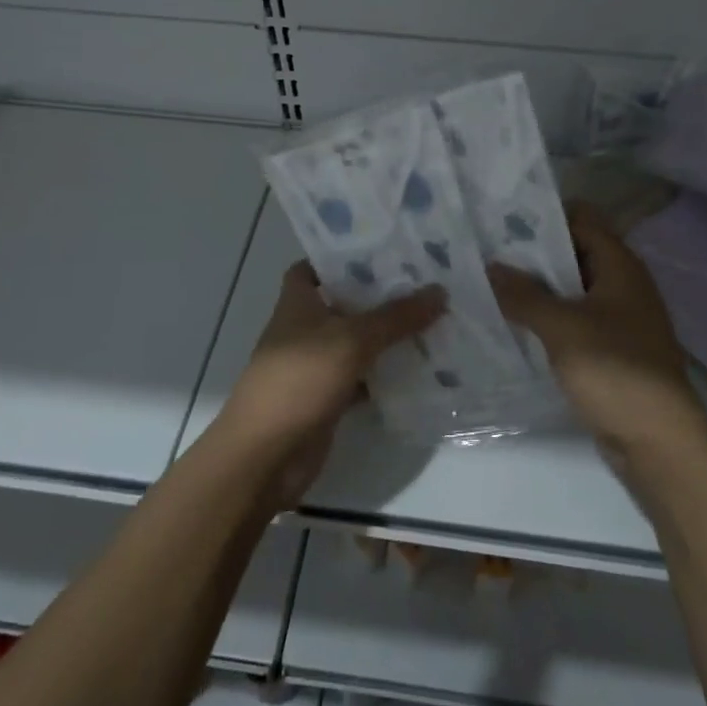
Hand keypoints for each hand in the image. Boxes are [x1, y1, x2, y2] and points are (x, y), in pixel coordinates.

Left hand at [217, 262, 443, 509]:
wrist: (266, 454)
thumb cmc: (301, 379)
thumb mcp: (352, 339)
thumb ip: (396, 316)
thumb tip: (440, 291)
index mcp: (297, 303)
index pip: (312, 268)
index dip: (339, 257)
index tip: (380, 251)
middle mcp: (304, 330)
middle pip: (342, 304)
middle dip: (378, 295)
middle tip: (423, 282)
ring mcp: (315, 366)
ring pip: (356, 343)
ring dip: (386, 336)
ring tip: (433, 319)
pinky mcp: (327, 399)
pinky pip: (361, 379)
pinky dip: (384, 376)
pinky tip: (420, 369)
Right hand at [488, 205, 700, 462]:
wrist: (658, 441)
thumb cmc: (614, 369)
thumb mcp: (562, 327)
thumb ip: (525, 294)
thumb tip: (491, 266)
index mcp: (620, 266)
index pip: (582, 219)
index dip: (545, 216)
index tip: (502, 220)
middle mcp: (623, 285)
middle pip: (576, 254)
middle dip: (534, 254)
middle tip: (487, 253)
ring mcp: (619, 320)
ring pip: (573, 291)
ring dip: (538, 289)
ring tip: (491, 285)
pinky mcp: (611, 351)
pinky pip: (574, 322)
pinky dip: (548, 320)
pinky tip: (515, 325)